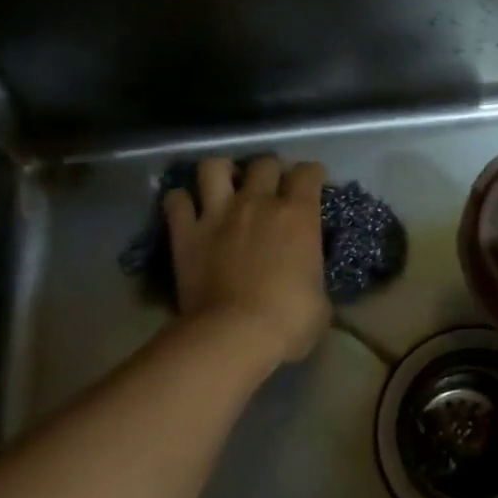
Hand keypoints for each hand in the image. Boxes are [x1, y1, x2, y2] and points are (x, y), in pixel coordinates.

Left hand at [164, 157, 330, 366]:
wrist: (235, 335)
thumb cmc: (289, 320)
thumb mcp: (320, 297)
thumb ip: (314, 274)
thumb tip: (309, 277)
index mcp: (298, 214)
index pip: (308, 172)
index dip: (312, 175)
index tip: (312, 185)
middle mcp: (258, 202)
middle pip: (264, 163)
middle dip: (270, 171)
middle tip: (270, 189)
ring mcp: (218, 214)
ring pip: (213, 167)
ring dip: (221, 173)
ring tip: (225, 186)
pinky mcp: (186, 233)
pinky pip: (176, 201)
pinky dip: (181, 202)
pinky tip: (187, 211)